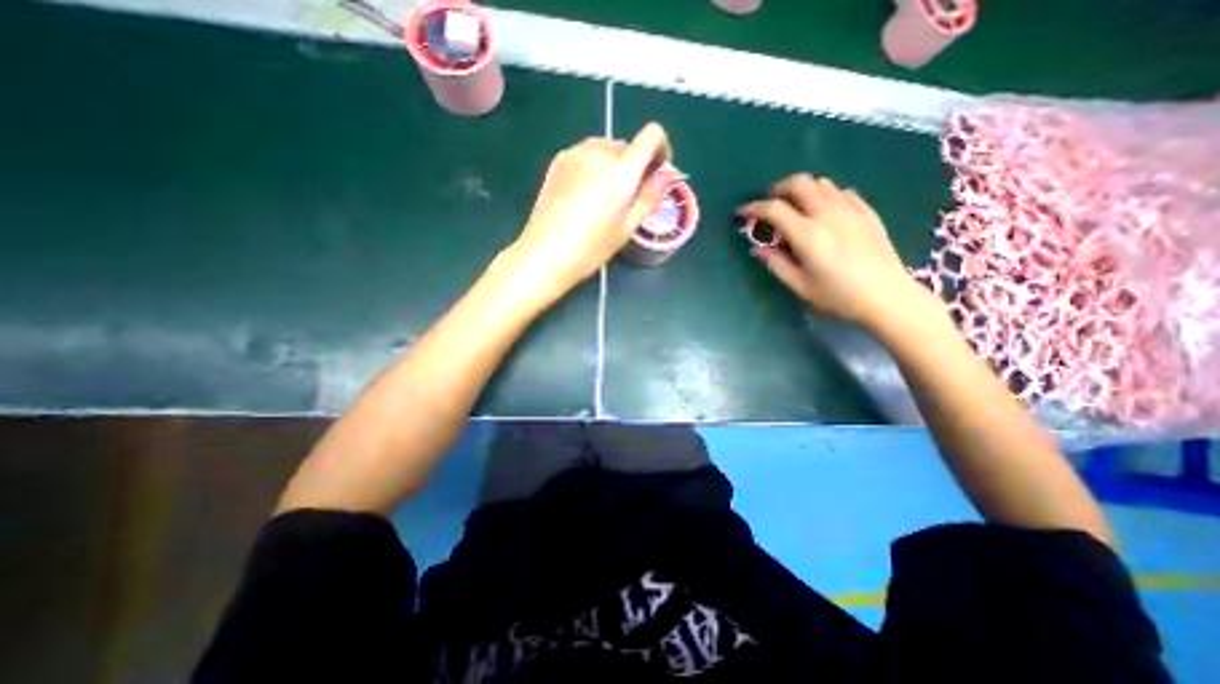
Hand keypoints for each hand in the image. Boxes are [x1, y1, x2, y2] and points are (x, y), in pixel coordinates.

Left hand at [511, 122, 671, 297]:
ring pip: (606, 148)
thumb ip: (650, 196)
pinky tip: (586, 193)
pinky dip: (594, 165)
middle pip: (628, 145)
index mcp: (622, 169)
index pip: (652, 134)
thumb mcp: (628, 227)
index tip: (657, 171)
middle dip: (635, 164)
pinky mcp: (558, 160)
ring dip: (614, 164)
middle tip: (629, 195)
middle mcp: (599, 152)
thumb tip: (667, 175)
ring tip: (605, 196)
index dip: (661, 148)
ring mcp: (575, 153)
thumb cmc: (592, 247)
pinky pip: (586, 153)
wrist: (546, 253)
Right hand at [739, 174, 930, 328]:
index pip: (774, 209)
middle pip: (800, 183)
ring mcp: (851, 210)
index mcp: (808, 234)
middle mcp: (828, 214)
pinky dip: (827, 196)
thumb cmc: (838, 296)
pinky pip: (843, 192)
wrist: (887, 297)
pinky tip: (825, 212)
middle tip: (771, 203)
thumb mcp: (800, 286)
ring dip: (804, 190)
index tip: (742, 213)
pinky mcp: (867, 213)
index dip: (753, 208)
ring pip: (822, 183)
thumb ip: (776, 263)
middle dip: (779, 189)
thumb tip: (757, 248)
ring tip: (797, 208)